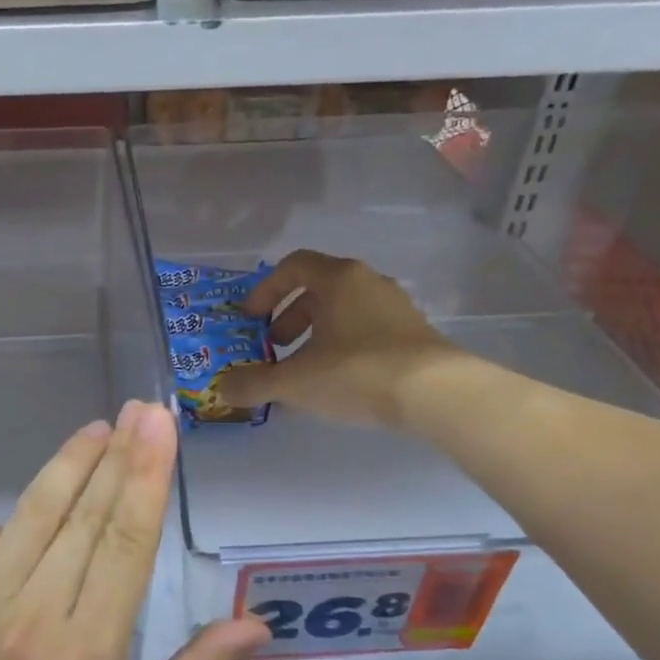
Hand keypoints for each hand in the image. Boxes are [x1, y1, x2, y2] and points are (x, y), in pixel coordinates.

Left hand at [0, 401, 267, 659]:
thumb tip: (257, 624)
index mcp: (91, 654)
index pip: (125, 542)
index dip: (146, 476)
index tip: (159, 425)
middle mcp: (31, 622)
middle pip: (81, 518)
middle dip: (115, 455)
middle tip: (138, 409)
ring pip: (26, 522)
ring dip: (63, 470)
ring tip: (94, 431)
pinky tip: (15, 527)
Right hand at [215, 250, 453, 427]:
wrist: (436, 393)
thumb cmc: (357, 372)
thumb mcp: (295, 381)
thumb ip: (254, 383)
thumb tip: (223, 388)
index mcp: (337, 279)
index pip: (293, 266)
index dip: (266, 290)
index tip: (250, 318)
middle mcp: (367, 283)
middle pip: (318, 289)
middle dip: (288, 317)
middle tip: (273, 346)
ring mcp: (394, 307)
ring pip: (343, 311)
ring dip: (315, 334)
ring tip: (302, 368)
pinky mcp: (412, 334)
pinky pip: (365, 330)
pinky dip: (342, 347)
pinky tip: (336, 380)